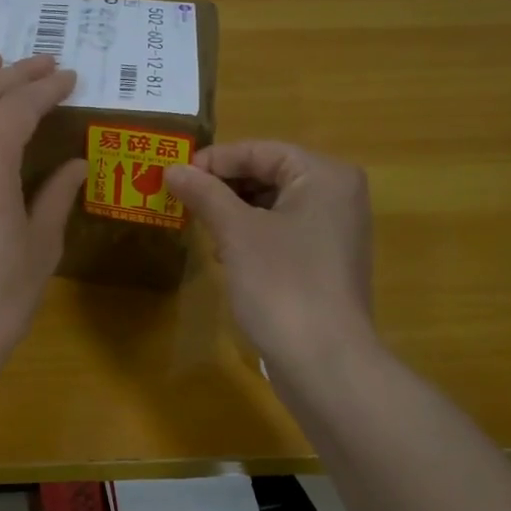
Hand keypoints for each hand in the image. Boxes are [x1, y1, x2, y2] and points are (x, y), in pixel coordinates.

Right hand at [166, 141, 376, 369]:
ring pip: (273, 205)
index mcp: (324, 175)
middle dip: (223, 187)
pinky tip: (226, 254)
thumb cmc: (282, 283)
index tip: (174, 175)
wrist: (324, 360)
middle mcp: (337, 195)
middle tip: (182, 200)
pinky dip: (251, 235)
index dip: (215, 160)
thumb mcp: (236, 232)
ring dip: (233, 212)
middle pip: (269, 174)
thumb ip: (204, 194)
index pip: (261, 150)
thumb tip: (172, 168)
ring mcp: (335, 231)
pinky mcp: (326, 262)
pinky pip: (283, 232)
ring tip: (200, 226)